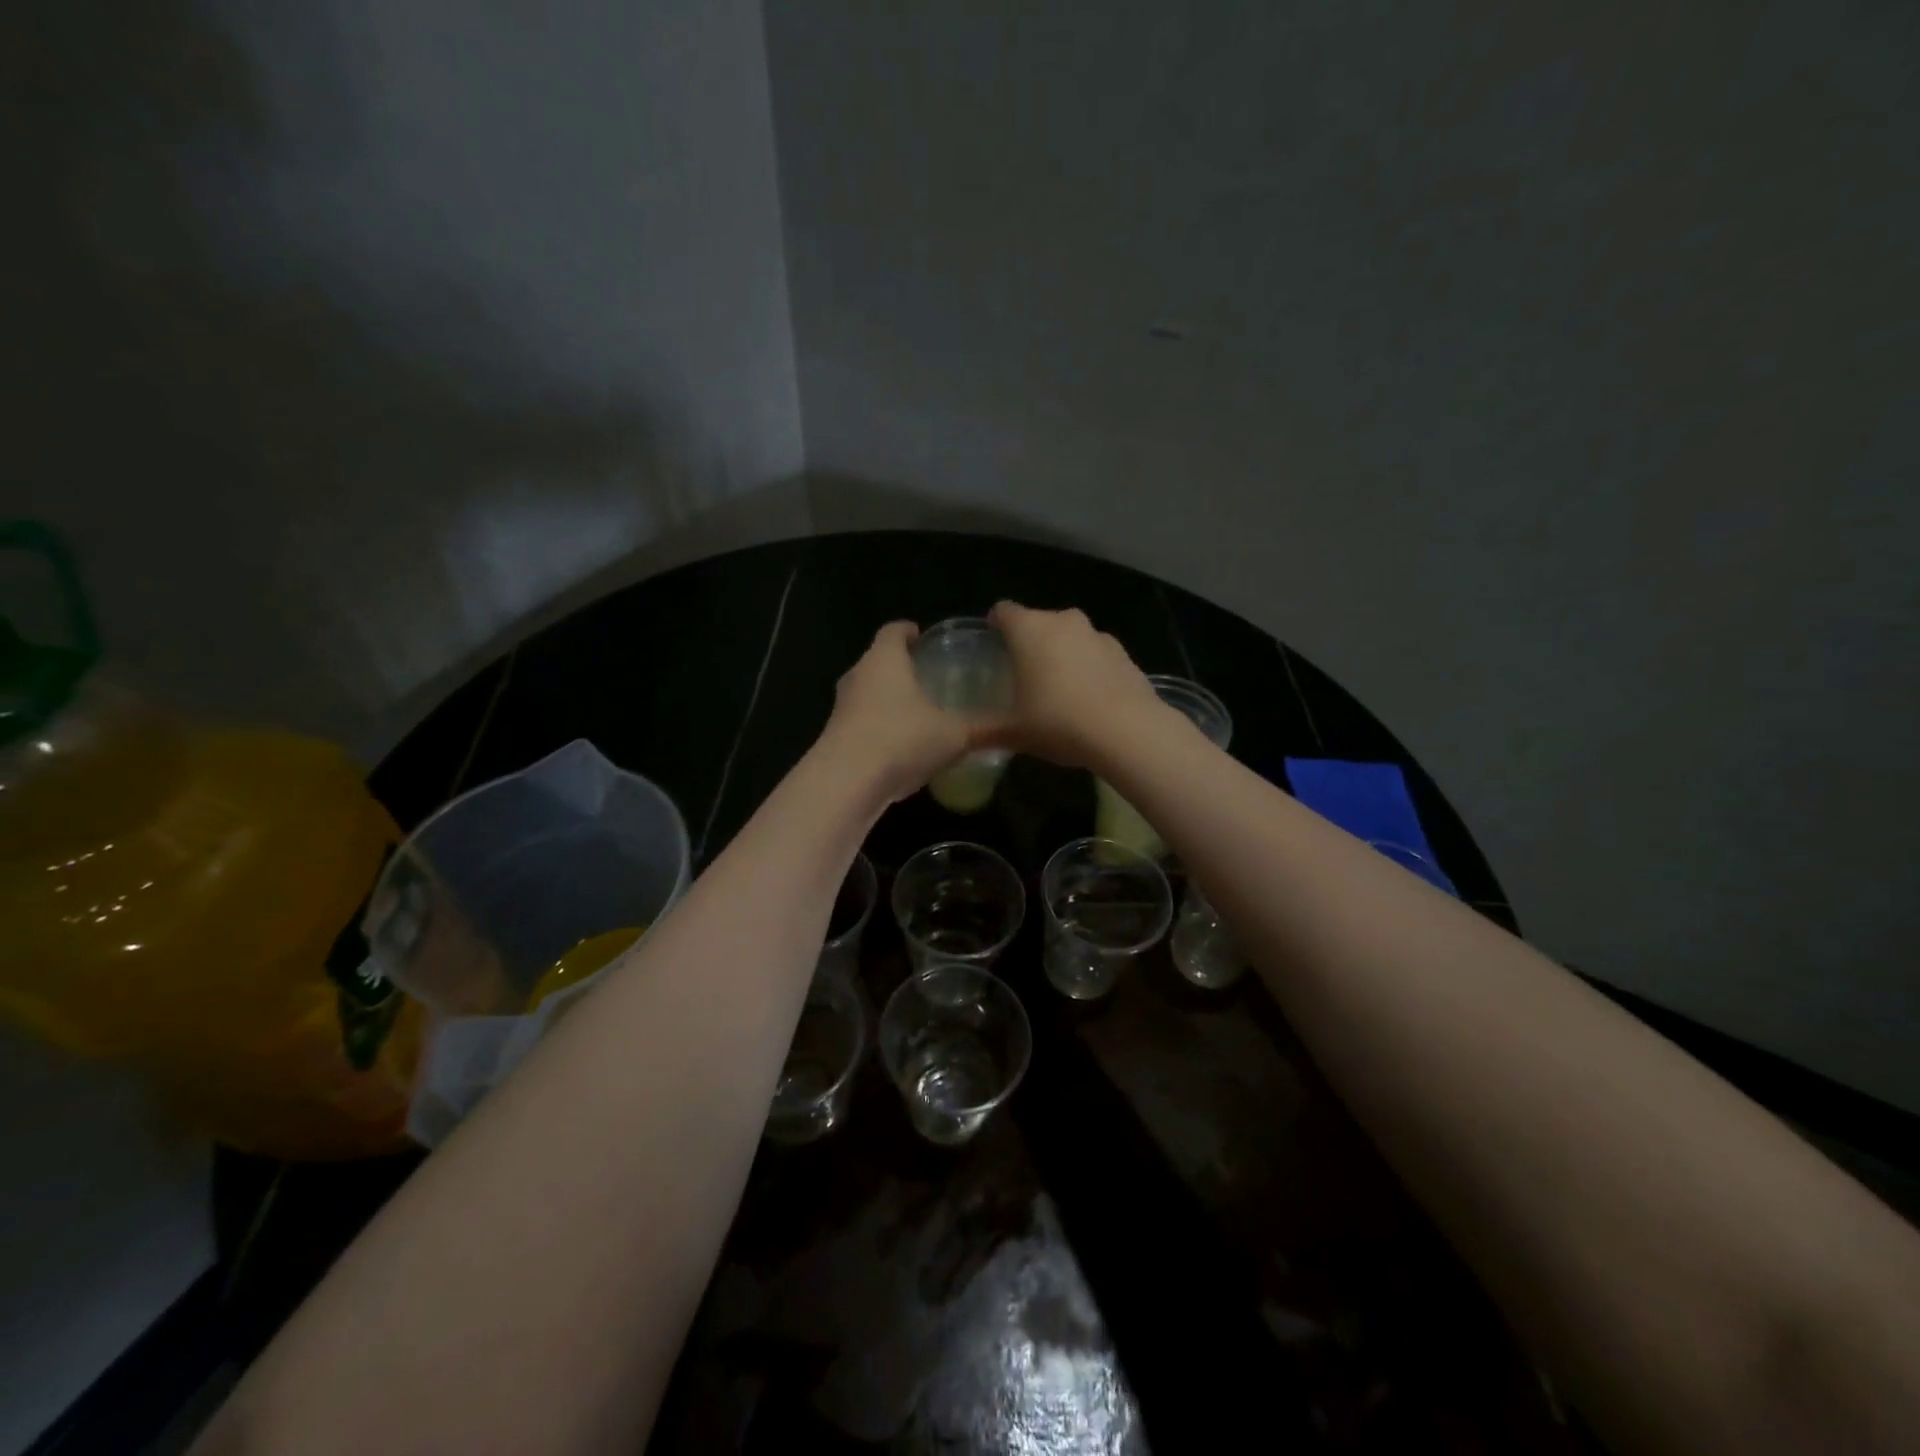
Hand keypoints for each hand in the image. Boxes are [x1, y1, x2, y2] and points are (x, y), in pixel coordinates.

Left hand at [817, 621, 973, 802]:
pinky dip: (881, 728)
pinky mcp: (835, 737)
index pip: (894, 630)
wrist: (847, 782)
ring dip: (889, 700)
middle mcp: (858, 676)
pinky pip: (862, 723)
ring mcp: (842, 707)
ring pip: (869, 694)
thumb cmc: (902, 739)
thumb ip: (984, 727)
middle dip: (902, 667)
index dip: (909, 631)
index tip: (924, 638)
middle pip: (879, 661)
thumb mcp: (954, 734)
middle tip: (930, 676)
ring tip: (919, 712)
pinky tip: (902, 747)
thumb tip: (1018, 726)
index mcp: (884, 659)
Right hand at [981, 602, 1165, 769]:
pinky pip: (1095, 654)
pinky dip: (1088, 667)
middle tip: (1022, 674)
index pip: (1004, 611)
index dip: (995, 625)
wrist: (1128, 732)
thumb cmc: (1059, 722)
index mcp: (1030, 629)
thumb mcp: (1014, 732)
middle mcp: (1063, 621)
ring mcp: (1097, 635)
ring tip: (1057, 688)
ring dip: (1061, 653)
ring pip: (1070, 636)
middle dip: (1029, 642)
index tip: (992, 645)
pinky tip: (1088, 699)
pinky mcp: (1124, 653)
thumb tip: (958, 739)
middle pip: (1038, 621)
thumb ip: (983, 732)